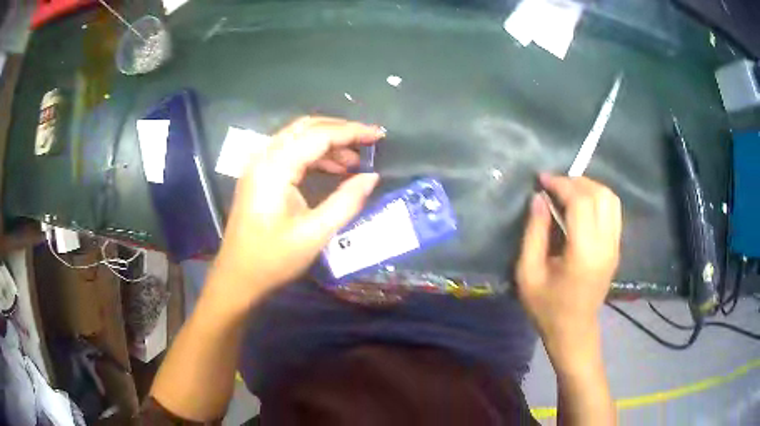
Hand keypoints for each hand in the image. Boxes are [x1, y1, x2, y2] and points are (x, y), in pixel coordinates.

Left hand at [208, 116, 383, 309]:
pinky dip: (314, 155)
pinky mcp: (260, 175)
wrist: (238, 277)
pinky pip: (290, 152)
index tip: (379, 135)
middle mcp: (264, 157)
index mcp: (275, 168)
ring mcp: (259, 165)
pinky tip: (333, 170)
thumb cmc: (273, 259)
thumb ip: (346, 201)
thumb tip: (372, 177)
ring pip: (298, 137)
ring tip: (354, 162)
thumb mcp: (315, 233)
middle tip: (368, 143)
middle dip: (340, 131)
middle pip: (306, 128)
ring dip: (328, 143)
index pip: (318, 135)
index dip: (352, 131)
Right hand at [516, 174, 620, 366]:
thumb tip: (539, 198)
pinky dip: (598, 199)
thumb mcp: (528, 273)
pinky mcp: (616, 248)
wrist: (573, 332)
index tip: (542, 180)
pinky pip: (613, 211)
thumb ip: (534, 233)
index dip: (562, 184)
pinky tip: (581, 206)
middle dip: (576, 182)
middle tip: (554, 186)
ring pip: (611, 199)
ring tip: (568, 192)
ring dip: (590, 187)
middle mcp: (606, 245)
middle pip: (601, 195)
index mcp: (584, 254)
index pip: (581, 202)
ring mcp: (615, 246)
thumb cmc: (547, 308)